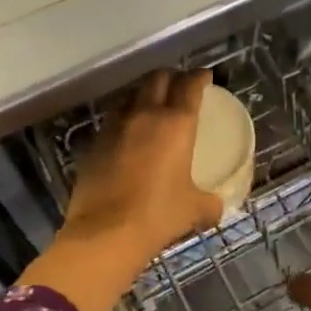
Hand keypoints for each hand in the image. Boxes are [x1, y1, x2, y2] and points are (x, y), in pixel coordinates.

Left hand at [60, 69, 224, 266]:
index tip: (205, 77)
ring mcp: (114, 127)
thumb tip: (216, 207)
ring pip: (130, 96)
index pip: (189, 85)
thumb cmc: (158, 215)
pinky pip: (112, 121)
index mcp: (175, 124)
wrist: (105, 233)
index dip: (199, 77)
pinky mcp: (93, 144)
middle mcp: (144, 115)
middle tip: (179, 86)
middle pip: (156, 79)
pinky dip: (124, 120)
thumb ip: (210, 203)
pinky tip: (128, 136)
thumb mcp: (194, 210)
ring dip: (143, 95)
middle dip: (170, 77)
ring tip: (151, 106)